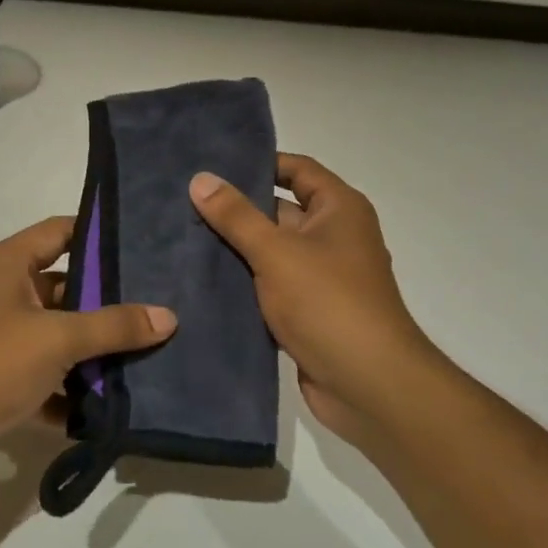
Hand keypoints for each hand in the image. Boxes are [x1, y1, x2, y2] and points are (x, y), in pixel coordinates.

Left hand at [0, 215, 176, 491]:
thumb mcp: (56, 338)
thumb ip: (113, 326)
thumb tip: (168, 316)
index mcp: (8, 266)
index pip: (61, 232)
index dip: (101, 234)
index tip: (149, 245)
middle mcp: (4, 296)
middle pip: (68, 289)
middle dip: (111, 304)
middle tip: (165, 309)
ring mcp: (1, 343)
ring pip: (60, 339)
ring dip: (96, 354)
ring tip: (155, 357)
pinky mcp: (1, 385)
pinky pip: (48, 381)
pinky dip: (73, 395)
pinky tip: (115, 408)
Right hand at [190, 154, 442, 450]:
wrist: (367, 384)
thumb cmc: (328, 303)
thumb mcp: (276, 252)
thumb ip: (236, 216)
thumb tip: (201, 178)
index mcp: (339, 210)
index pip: (297, 170)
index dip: (259, 163)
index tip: (212, 164)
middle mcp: (333, 237)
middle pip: (280, 211)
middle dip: (237, 209)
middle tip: (183, 201)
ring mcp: (320, 277)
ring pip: (270, 252)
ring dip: (234, 248)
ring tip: (181, 236)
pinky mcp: (306, 312)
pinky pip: (269, 286)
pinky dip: (242, 282)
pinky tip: (200, 279)